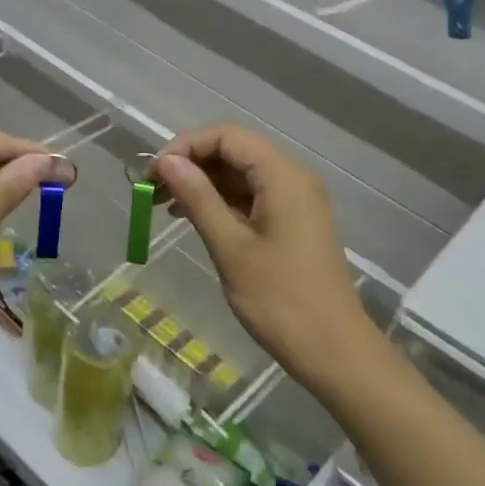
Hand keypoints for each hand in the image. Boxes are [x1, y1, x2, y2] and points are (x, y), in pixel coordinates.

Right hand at [153, 123, 380, 388]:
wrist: (332, 348)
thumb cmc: (278, 299)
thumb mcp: (230, 246)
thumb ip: (198, 198)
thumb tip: (166, 162)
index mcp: (283, 175)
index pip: (227, 136)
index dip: (186, 146)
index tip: (152, 174)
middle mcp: (294, 177)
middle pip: (236, 151)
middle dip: (192, 164)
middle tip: (152, 192)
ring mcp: (297, 200)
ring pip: (243, 175)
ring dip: (204, 184)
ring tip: (164, 207)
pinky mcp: (295, 222)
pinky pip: (254, 197)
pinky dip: (223, 202)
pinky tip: (193, 218)